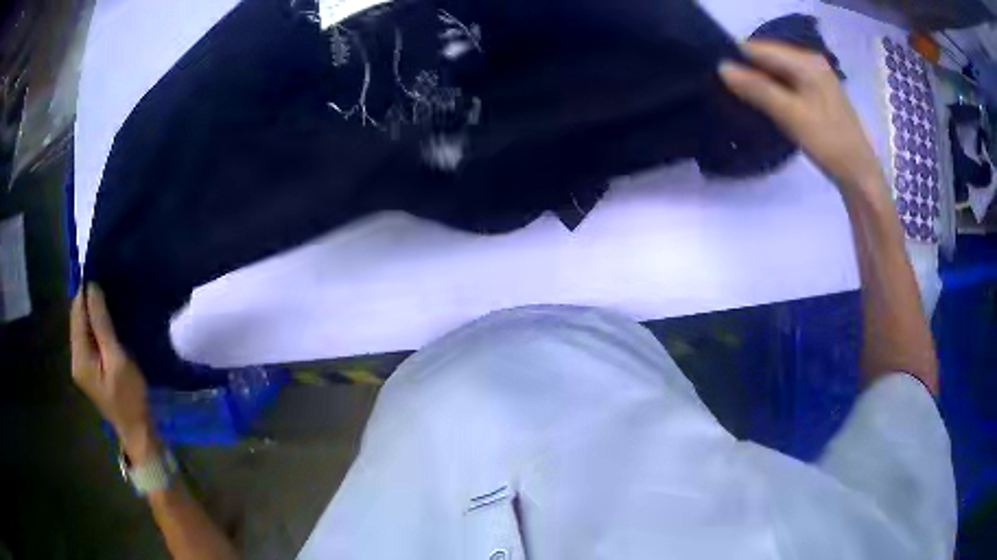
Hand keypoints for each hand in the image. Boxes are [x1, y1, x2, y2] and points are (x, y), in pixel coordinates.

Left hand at [71, 284, 157, 460]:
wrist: (136, 430)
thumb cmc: (129, 396)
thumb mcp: (117, 359)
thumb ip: (102, 325)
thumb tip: (92, 289)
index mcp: (80, 357)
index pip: (77, 313)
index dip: (86, 292)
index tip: (101, 274)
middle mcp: (75, 358)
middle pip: (77, 319)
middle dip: (88, 301)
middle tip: (108, 285)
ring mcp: (81, 365)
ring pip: (82, 328)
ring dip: (92, 313)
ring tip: (109, 300)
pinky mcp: (88, 369)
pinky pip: (88, 338)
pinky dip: (95, 326)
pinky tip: (107, 323)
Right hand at [719, 41, 884, 195]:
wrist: (860, 175)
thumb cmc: (828, 143)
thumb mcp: (791, 115)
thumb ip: (757, 89)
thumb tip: (722, 67)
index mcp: (806, 61)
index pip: (760, 48)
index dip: (738, 59)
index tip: (719, 78)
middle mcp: (811, 62)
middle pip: (769, 59)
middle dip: (749, 72)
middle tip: (730, 92)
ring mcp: (816, 78)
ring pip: (777, 73)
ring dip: (760, 84)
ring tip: (743, 100)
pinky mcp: (818, 94)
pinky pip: (788, 84)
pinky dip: (774, 93)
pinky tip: (766, 106)